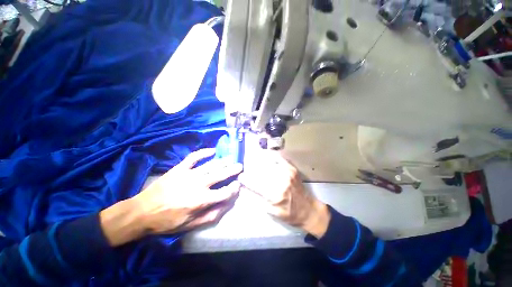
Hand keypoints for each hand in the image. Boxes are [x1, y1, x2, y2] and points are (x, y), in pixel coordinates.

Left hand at [100, 149, 241, 245]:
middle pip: (221, 174)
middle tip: (240, 166)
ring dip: (223, 161)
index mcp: (201, 200)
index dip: (234, 188)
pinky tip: (212, 151)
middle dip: (233, 170)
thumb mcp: (190, 225)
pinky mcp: (180, 168)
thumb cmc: (168, 221)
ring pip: (211, 165)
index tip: (238, 184)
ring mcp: (189, 174)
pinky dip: (204, 152)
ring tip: (230, 159)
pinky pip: (194, 157)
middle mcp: (198, 185)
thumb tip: (226, 205)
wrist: (142, 212)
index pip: (225, 192)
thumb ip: (211, 215)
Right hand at [238, 151, 329, 238]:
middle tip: (246, 168)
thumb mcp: (272, 212)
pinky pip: (280, 159)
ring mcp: (287, 173)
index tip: (240, 177)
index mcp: (275, 194)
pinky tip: (267, 155)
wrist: (308, 210)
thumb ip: (258, 199)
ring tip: (253, 160)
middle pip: (261, 171)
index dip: (246, 179)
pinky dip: (272, 157)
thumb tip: (247, 189)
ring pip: (269, 164)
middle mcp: (280, 181)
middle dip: (252, 169)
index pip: (255, 183)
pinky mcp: (292, 169)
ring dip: (260, 162)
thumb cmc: (290, 214)